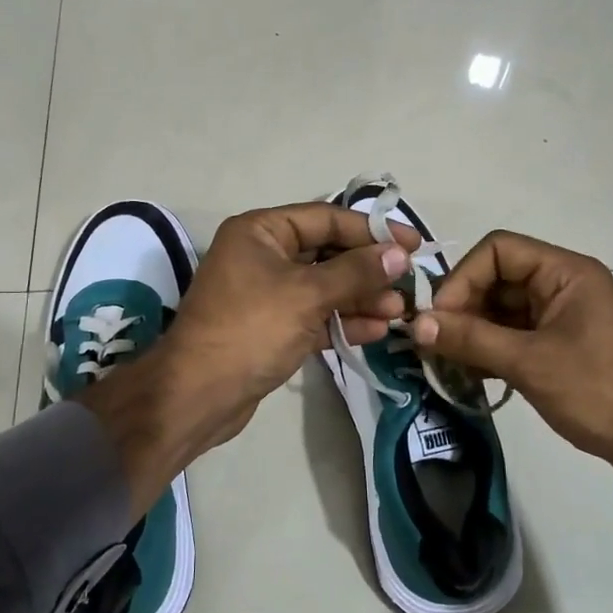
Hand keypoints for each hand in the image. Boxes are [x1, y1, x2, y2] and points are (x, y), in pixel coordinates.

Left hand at [78, 203, 417, 513]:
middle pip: (327, 253)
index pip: (326, 218)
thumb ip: (355, 272)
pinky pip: (315, 316)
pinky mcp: (272, 328)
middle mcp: (262, 255)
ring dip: (361, 298)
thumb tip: (399, 254)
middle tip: (408, 285)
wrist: (198, 394)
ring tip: (399, 313)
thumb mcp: (306, 294)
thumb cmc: (250, 330)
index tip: (413, 244)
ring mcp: (267, 293)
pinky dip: (343, 321)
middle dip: (368, 270)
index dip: (372, 230)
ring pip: (324, 287)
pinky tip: (376, 331)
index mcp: (261, 231)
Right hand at [408, 230, 612, 477]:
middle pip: (497, 279)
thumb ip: (471, 339)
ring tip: (447, 364)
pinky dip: (490, 351)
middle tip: (434, 345)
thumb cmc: (601, 391)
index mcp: (565, 272)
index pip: (498, 250)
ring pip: (502, 311)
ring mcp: (564, 318)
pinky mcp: (562, 347)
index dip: (462, 278)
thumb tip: (416, 323)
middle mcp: (563, 286)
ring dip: (472, 334)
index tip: (439, 319)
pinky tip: (471, 376)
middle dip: (463, 309)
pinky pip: (515, 336)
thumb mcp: (530, 363)